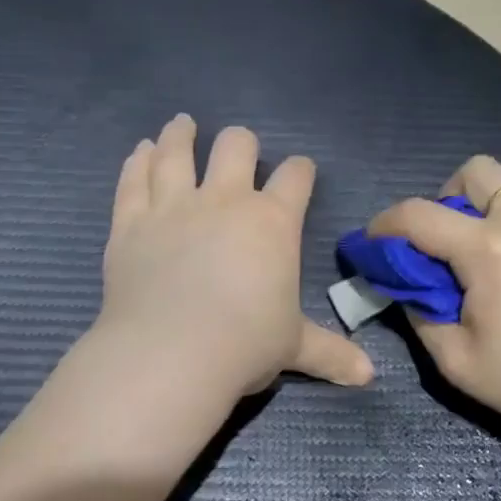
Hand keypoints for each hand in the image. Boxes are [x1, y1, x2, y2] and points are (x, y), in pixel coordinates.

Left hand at [97, 115, 373, 401]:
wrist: (171, 353)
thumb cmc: (244, 345)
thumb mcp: (293, 348)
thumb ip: (331, 353)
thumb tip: (369, 376)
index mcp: (272, 222)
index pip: (295, 178)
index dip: (301, 170)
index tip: (300, 171)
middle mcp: (224, 201)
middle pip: (237, 147)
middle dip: (242, 143)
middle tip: (240, 147)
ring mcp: (173, 206)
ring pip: (176, 152)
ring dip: (181, 135)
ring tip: (182, 124)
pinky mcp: (131, 222)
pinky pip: (133, 179)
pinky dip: (137, 161)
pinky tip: (140, 150)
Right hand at [367, 156, 500, 448]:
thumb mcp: (457, 362)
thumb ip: (421, 312)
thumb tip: (410, 284)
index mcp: (491, 250)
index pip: (419, 215)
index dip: (386, 223)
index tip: (376, 240)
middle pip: (478, 171)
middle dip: (450, 196)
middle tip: (452, 243)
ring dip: (499, 226)